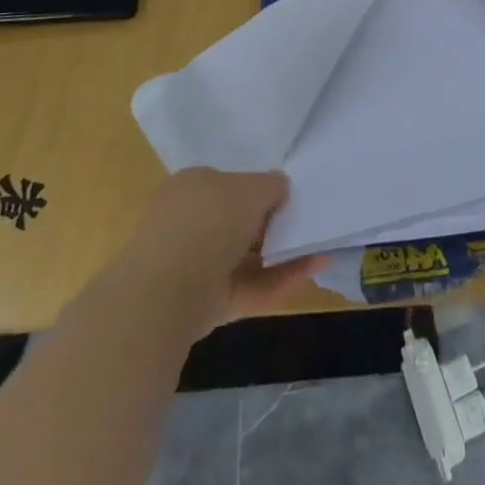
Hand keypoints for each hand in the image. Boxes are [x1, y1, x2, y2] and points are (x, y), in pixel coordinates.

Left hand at [109, 169, 325, 332]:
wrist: (166, 295)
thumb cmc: (210, 222)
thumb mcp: (253, 187)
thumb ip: (271, 184)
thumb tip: (279, 189)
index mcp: (190, 185)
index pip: (228, 182)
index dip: (257, 190)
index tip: (284, 200)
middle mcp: (187, 221)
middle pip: (235, 221)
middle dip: (267, 226)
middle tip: (301, 226)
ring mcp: (192, 265)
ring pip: (243, 257)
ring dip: (280, 255)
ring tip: (319, 250)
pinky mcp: (204, 302)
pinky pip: (248, 285)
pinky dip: (279, 279)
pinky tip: (314, 268)